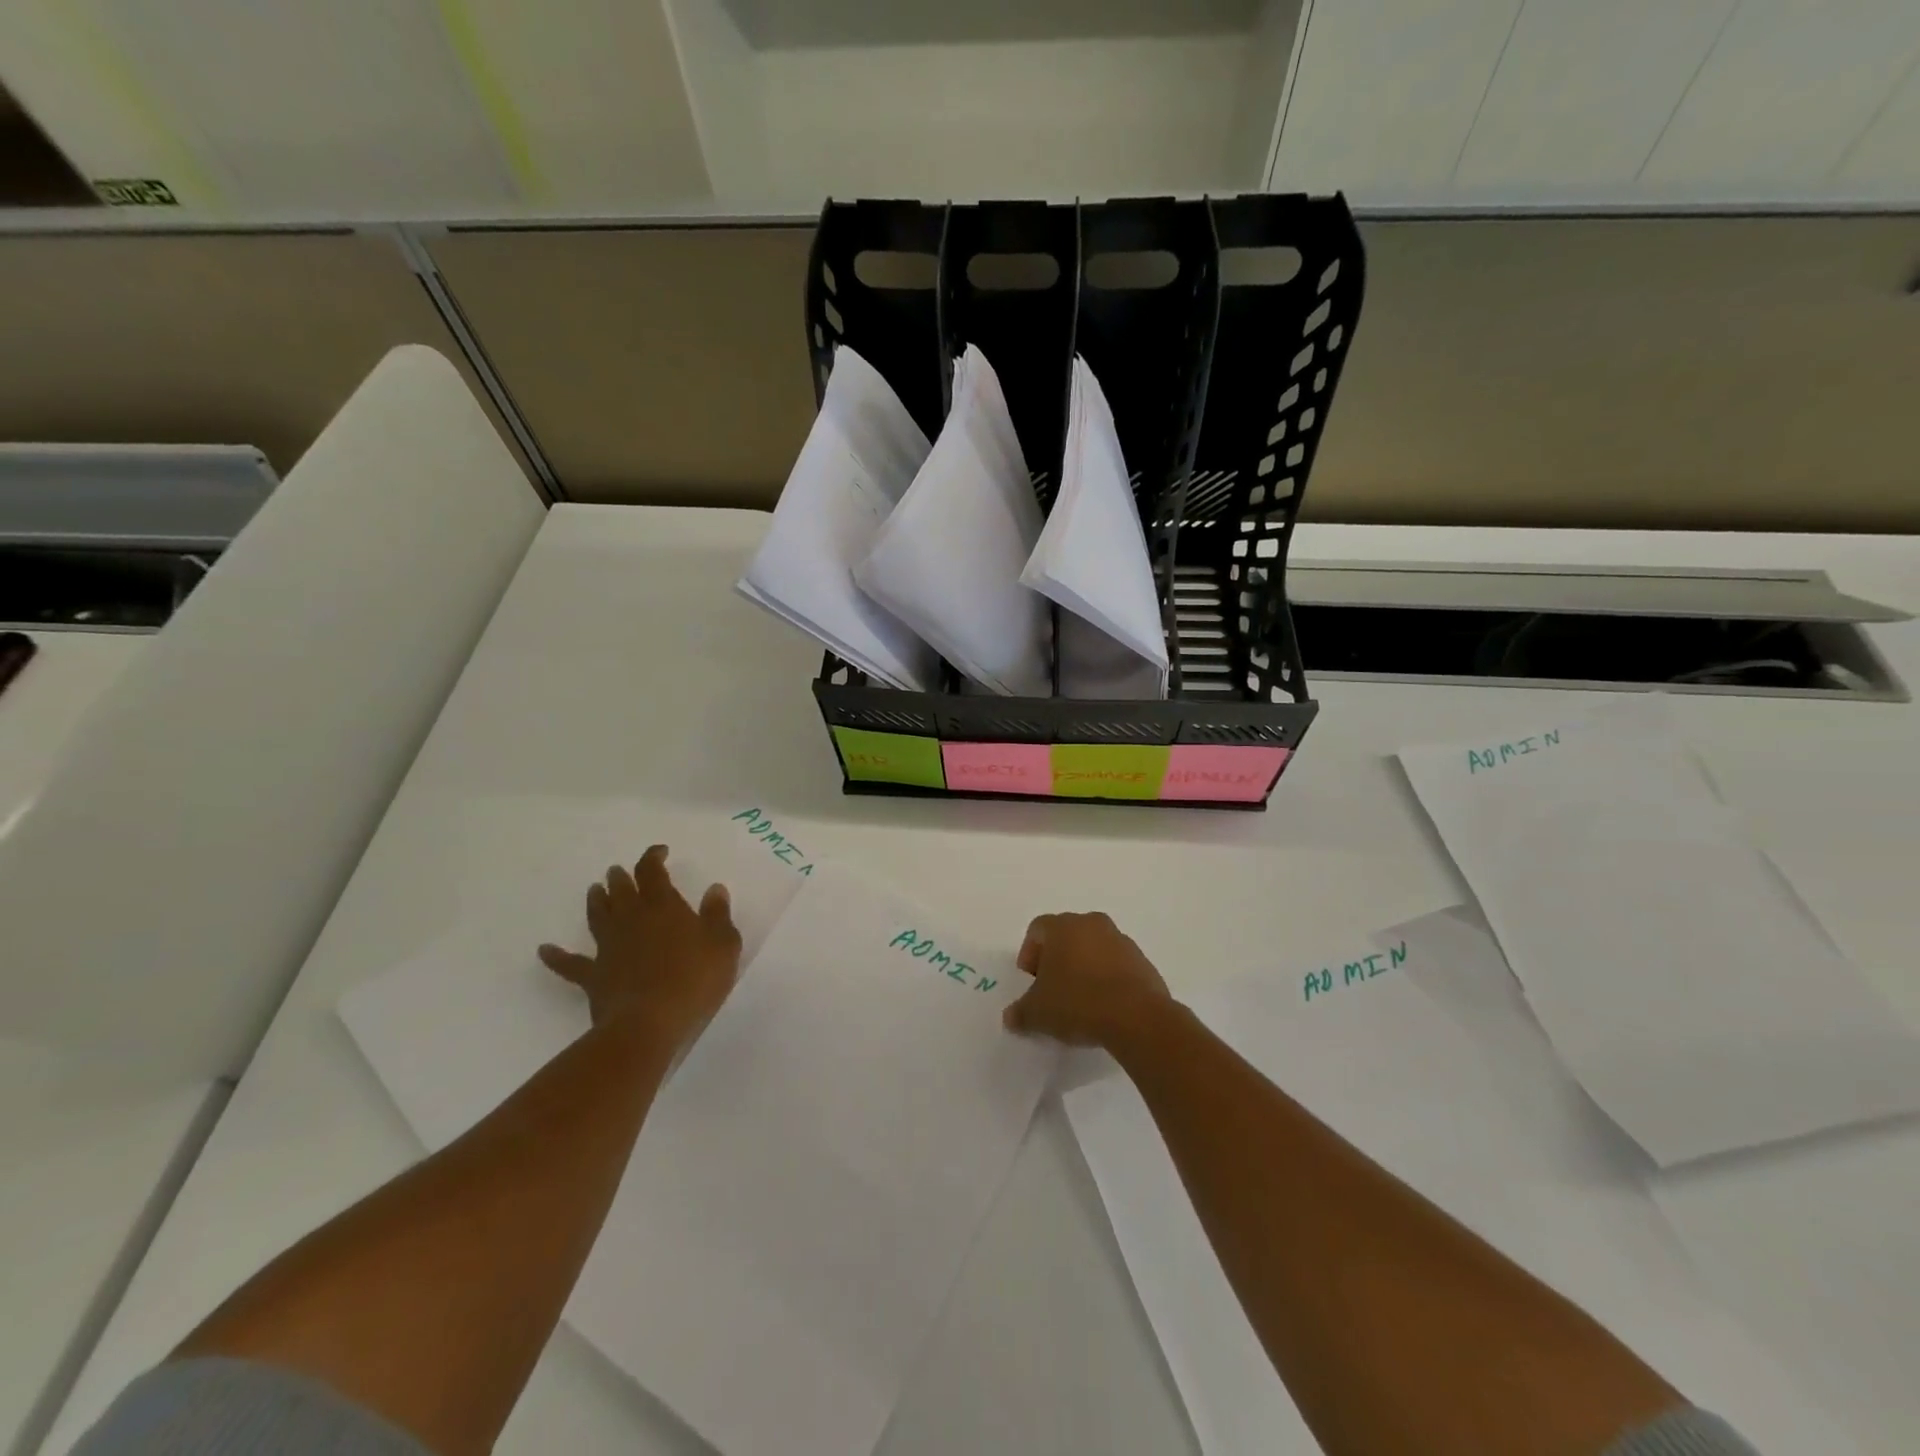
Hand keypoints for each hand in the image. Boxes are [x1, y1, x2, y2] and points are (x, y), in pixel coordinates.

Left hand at [538, 845, 742, 1053]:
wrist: (649, 1023)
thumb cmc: (694, 979)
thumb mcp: (723, 944)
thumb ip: (718, 914)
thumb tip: (714, 889)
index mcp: (664, 907)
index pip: (653, 872)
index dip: (653, 858)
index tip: (660, 851)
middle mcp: (632, 919)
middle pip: (622, 891)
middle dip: (620, 878)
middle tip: (617, 871)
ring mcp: (609, 947)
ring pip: (598, 916)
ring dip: (596, 901)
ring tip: (594, 890)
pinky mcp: (593, 976)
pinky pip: (570, 964)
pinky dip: (556, 956)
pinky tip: (544, 950)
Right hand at [1002, 911, 1172, 1049]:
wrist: (1136, 1017)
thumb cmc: (1077, 1003)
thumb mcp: (1037, 1013)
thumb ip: (1020, 1012)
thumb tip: (1010, 1017)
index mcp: (1063, 926)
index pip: (1037, 929)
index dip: (1029, 954)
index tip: (1031, 981)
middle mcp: (1092, 924)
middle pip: (1067, 936)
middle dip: (1057, 960)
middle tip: (1053, 990)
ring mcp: (1122, 941)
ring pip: (1094, 949)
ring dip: (1085, 968)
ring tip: (1080, 1002)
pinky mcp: (1143, 962)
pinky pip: (1117, 966)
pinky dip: (1108, 980)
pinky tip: (1105, 1008)